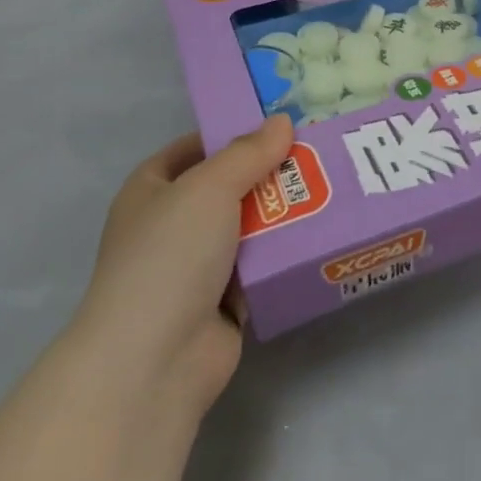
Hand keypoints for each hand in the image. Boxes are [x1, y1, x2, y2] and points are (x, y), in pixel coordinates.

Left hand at [69, 115, 293, 421]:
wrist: (155, 359)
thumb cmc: (170, 256)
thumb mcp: (208, 188)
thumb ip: (248, 153)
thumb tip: (282, 122)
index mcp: (149, 192)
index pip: (191, 150)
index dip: (229, 135)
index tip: (277, 127)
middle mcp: (169, 226)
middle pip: (226, 187)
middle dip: (267, 174)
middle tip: (317, 155)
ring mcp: (195, 267)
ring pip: (248, 227)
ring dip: (283, 214)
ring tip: (331, 188)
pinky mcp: (223, 301)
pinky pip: (260, 265)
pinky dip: (284, 254)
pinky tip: (321, 234)